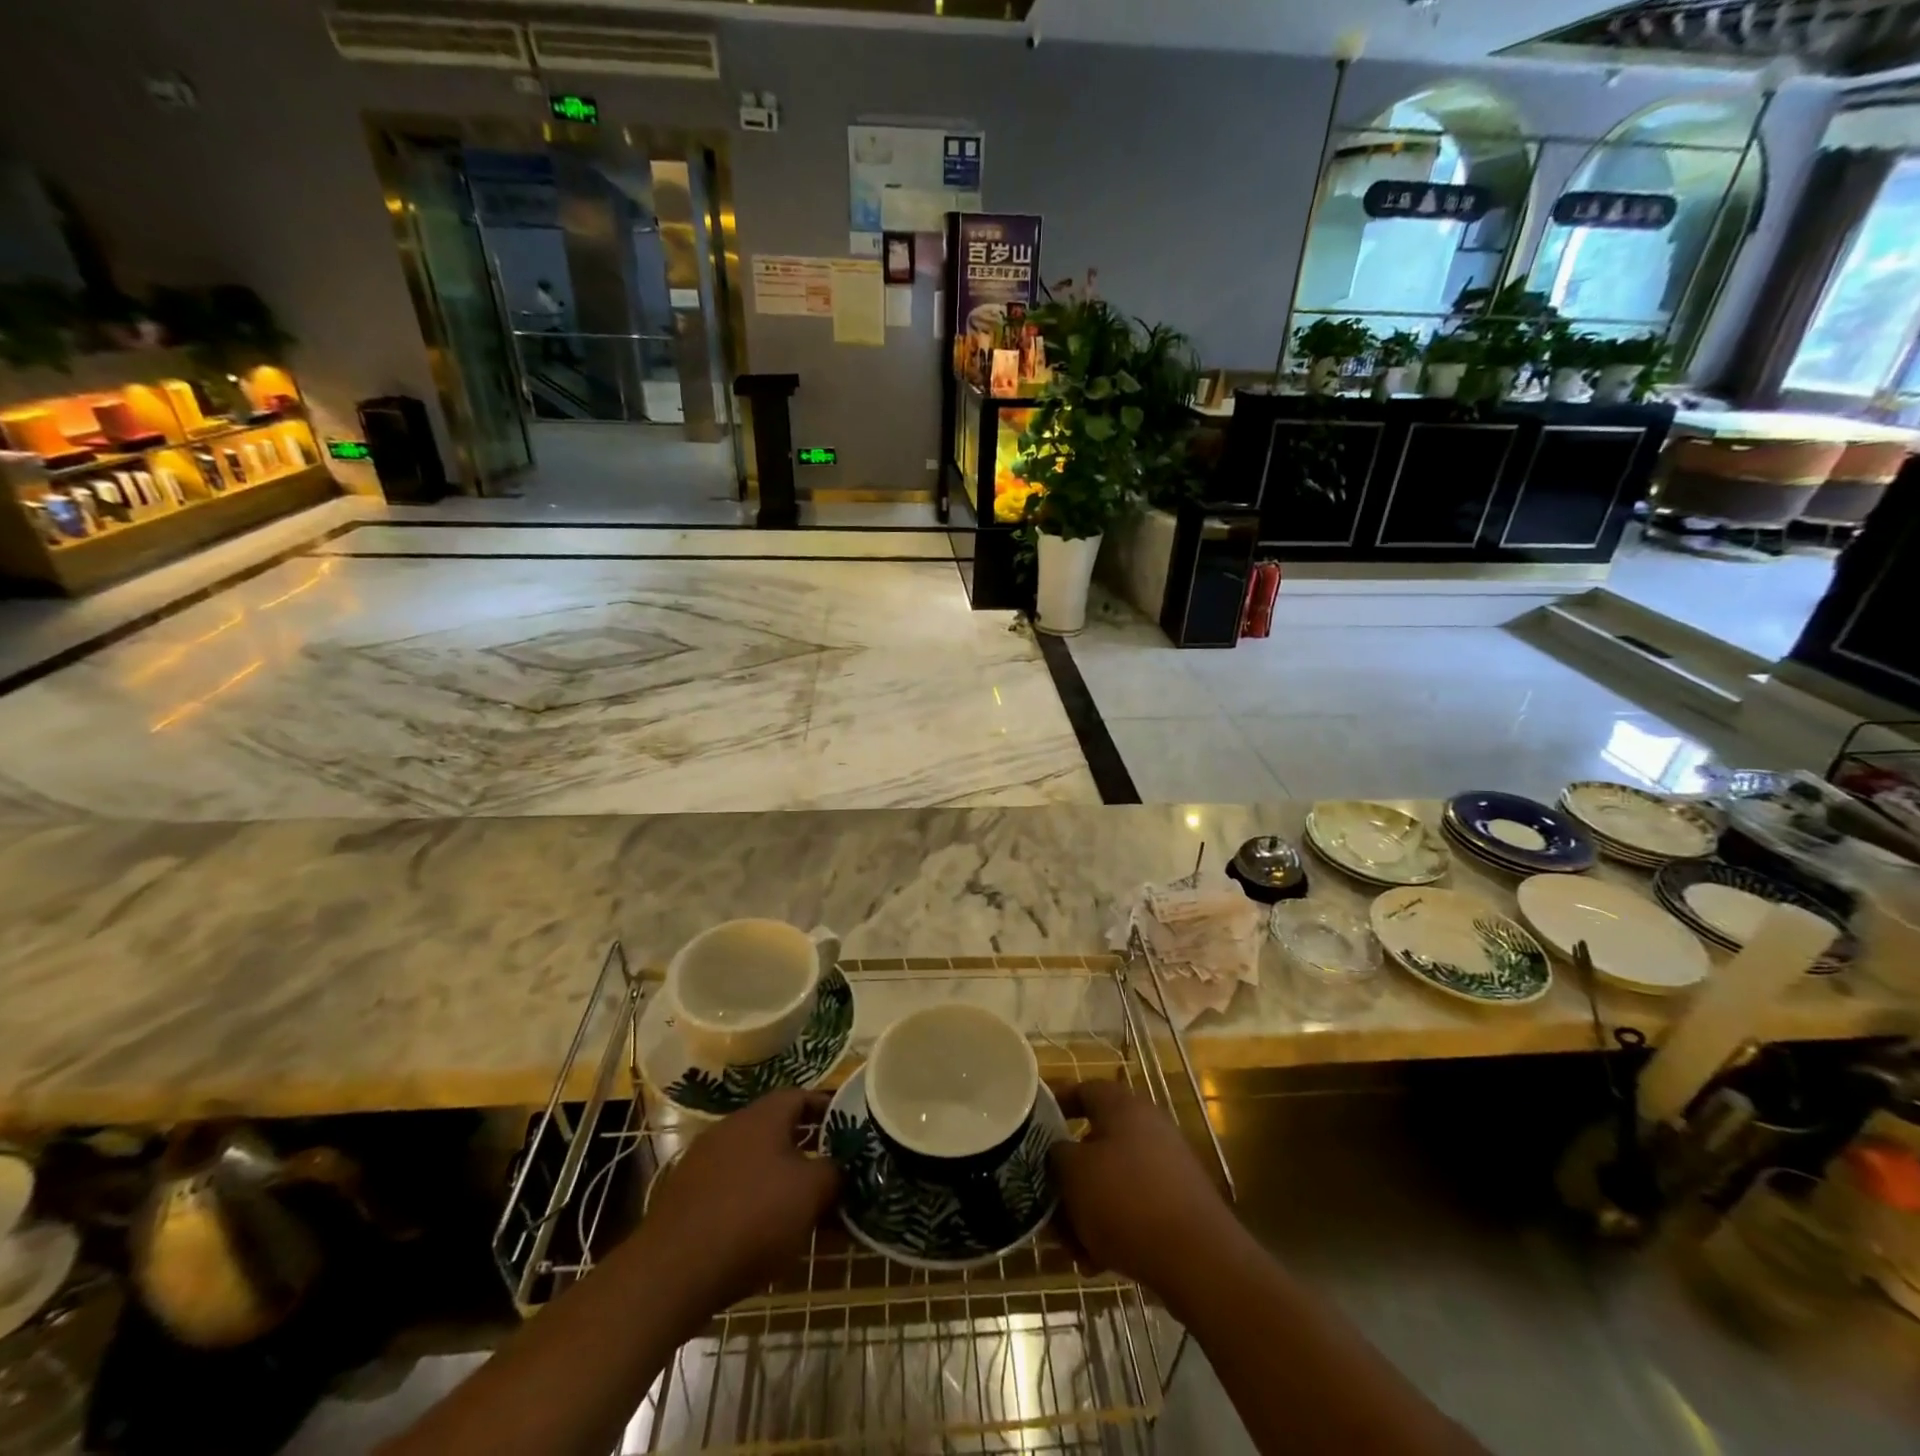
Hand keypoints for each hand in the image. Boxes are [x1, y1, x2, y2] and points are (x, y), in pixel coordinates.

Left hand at [641, 1089, 839, 1310]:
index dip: (827, 1110)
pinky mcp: (686, 1197)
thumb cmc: (752, 1217)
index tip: (848, 1130)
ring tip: (802, 1209)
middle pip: (777, 1130)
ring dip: (780, 1179)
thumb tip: (838, 1168)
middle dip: (807, 1150)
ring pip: (755, 1161)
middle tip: (831, 1173)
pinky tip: (764, 1233)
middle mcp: (731, 1127)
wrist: (672, 1272)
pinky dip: (752, 1202)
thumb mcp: (810, 1193)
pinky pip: (731, 1188)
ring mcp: (703, 1161)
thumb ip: (833, 1172)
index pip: (802, 1096)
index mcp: (762, 1116)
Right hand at [1050, 1080, 1240, 1294]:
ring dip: (1086, 1209)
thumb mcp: (1073, 1174)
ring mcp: (1167, 1166)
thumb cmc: (1127, 1201)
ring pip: (1111, 1180)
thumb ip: (1056, 1155)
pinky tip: (1097, 1262)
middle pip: (1094, 1142)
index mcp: (1123, 1106)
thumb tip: (1058, 1152)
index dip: (1055, 1105)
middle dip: (1068, 1176)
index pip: (1083, 1089)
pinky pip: (1133, 1207)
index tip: (1032, 1128)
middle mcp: (1148, 1127)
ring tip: (1071, 1247)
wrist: (1199, 1260)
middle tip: (1048, 1205)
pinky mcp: (1179, 1204)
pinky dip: (1113, 1227)